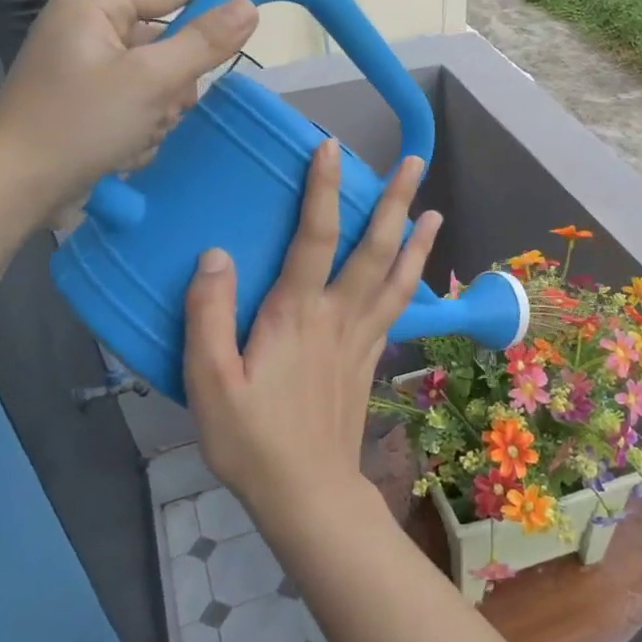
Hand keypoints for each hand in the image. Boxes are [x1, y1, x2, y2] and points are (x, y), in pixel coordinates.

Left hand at [0, 0, 258, 220]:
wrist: (14, 186)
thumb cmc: (79, 125)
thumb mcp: (150, 82)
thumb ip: (204, 42)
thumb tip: (248, 7)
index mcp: (97, 0)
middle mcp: (93, 20)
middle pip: (171, 32)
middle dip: (180, 74)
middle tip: (169, 103)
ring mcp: (90, 58)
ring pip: (162, 70)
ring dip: (164, 104)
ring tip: (140, 131)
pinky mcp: (91, 92)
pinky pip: (144, 94)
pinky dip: (147, 119)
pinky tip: (129, 143)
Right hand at [184, 140, 440, 526]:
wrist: (308, 493)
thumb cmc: (251, 441)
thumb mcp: (208, 382)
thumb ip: (208, 316)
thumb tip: (217, 254)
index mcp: (297, 316)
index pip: (315, 237)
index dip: (323, 189)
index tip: (332, 147)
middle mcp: (339, 317)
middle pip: (375, 249)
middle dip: (394, 201)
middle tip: (413, 162)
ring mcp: (363, 339)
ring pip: (398, 279)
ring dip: (417, 241)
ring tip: (434, 210)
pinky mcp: (371, 360)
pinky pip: (398, 310)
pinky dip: (412, 283)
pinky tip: (415, 274)